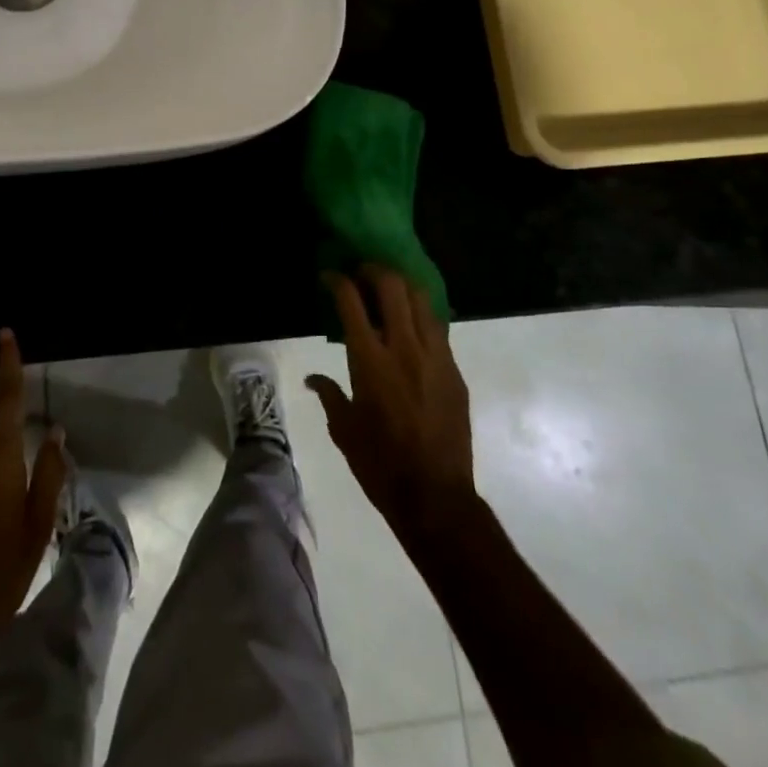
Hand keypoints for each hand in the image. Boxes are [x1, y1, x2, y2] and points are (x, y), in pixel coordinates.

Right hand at [307, 266, 476, 544]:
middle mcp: (404, 348)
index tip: (329, 275)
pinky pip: (437, 328)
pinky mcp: (454, 371)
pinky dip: (420, 315)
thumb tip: (313, 379)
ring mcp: (435, 357)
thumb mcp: (344, 430)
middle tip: (361, 273)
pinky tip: (411, 325)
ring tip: (388, 290)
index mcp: (370, 361)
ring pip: (421, 300)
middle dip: (374, 270)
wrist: (437, 496)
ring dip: (402, 286)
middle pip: (392, 286)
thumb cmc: (381, 465)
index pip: (351, 302)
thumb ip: (329, 395)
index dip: (338, 280)